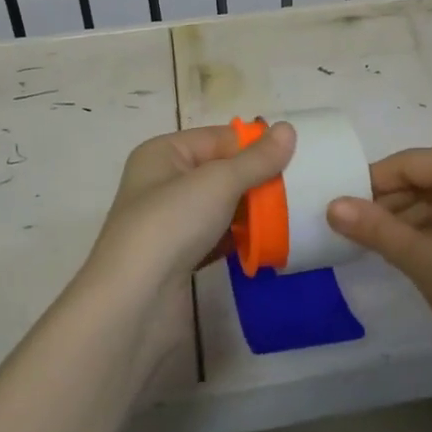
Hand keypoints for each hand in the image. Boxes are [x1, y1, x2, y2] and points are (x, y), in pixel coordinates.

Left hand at [83, 122, 295, 297]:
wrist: (134, 303)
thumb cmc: (172, 224)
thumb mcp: (219, 182)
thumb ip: (257, 158)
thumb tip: (288, 128)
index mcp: (163, 153)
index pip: (219, 138)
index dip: (254, 146)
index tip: (294, 159)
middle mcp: (163, 183)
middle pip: (221, 172)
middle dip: (257, 181)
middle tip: (297, 189)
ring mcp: (170, 223)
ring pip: (222, 207)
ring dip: (253, 212)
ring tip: (290, 215)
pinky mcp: (179, 258)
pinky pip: (218, 238)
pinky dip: (241, 239)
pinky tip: (268, 244)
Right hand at [328, 148, 431, 366]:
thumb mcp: (422, 259)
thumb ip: (375, 228)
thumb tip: (331, 205)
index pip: (409, 163)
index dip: (370, 182)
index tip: (338, 206)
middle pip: (422, 178)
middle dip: (386, 202)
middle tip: (348, 229)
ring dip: (403, 218)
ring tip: (368, 242)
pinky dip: (425, 228)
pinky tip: (402, 249)